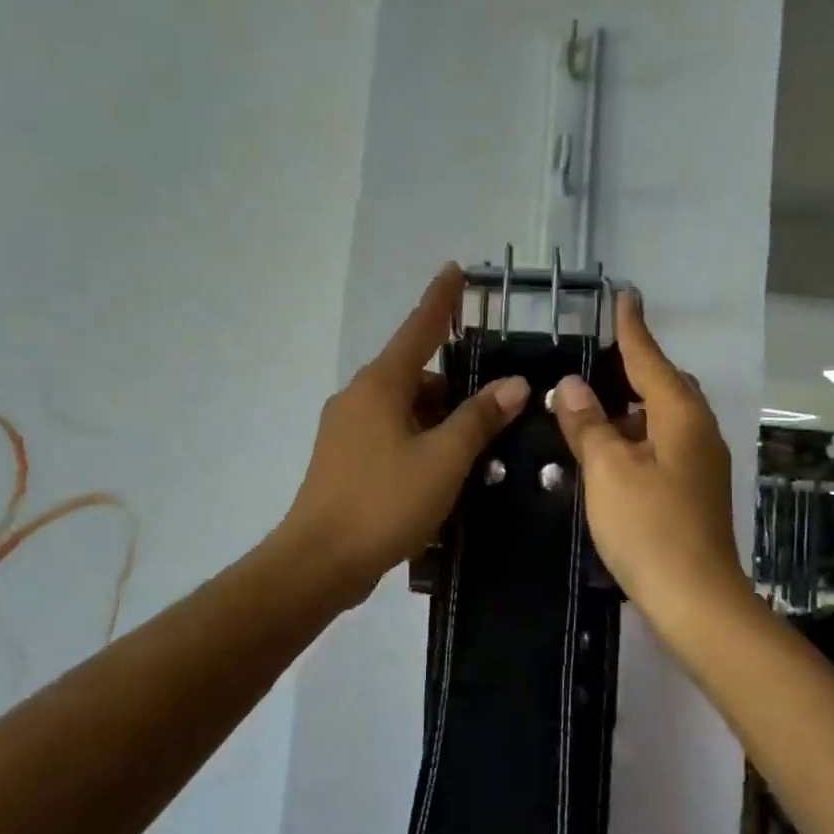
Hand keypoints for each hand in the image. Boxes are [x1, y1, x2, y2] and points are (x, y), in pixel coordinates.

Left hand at [282, 265, 530, 606]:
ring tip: (478, 447)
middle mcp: (359, 397)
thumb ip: (480, 418)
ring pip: (404, 408)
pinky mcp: (343, 460)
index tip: (455, 271)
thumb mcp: (444, 459)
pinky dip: (420, 441)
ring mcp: (346, 429)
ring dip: (439, 419)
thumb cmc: (385, 502)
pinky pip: (391, 434)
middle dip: (454, 385)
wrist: (319, 562)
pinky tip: (444, 470)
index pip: (418, 328)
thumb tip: (515, 383)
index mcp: (381, 385)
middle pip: (415, 374)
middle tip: (496, 406)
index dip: (440, 300)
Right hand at [550, 293, 749, 631]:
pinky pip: (663, 445)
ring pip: (663, 418)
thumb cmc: (649, 527)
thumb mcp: (608, 470)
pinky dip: (636, 438)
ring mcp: (700, 462)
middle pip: (664, 385)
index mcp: (680, 415)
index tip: (624, 295)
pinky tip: (608, 453)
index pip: (650, 358)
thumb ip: (588, 424)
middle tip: (594, 360)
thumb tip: (571, 385)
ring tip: (589, 409)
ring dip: (630, 409)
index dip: (632, 327)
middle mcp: (698, 430)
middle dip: (632, 369)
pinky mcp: (694, 489)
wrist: (696, 600)